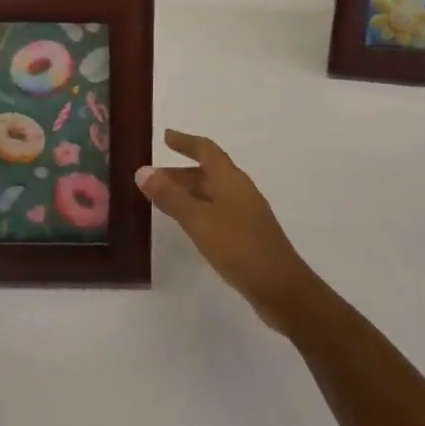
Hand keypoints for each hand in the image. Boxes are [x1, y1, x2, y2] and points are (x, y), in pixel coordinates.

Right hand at [137, 130, 317, 332]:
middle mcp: (240, 190)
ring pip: (212, 193)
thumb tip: (142, 171)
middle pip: (208, 172)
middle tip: (153, 177)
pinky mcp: (248, 235)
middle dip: (180, 172)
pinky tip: (189, 226)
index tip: (166, 137)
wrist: (282, 289)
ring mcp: (246, 213)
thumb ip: (171, 197)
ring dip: (188, 193)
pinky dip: (198, 210)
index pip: (206, 150)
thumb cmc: (239, 247)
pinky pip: (217, 211)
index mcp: (231, 179)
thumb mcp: (199, 220)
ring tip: (163, 201)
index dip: (185, 142)